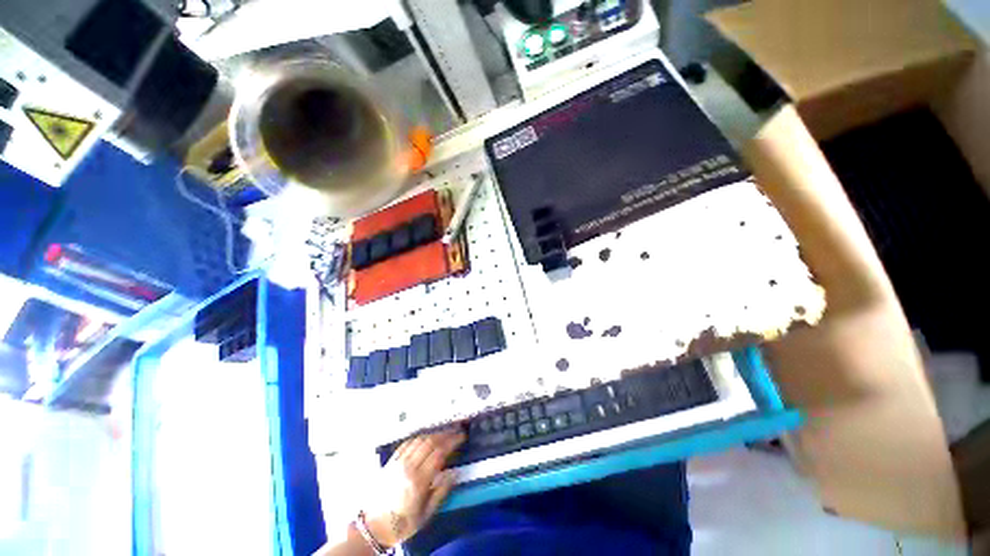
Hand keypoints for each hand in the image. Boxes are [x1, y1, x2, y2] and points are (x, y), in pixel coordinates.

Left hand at [363, 429, 464, 547]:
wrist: (372, 527)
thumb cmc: (401, 524)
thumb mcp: (425, 516)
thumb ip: (441, 492)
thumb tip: (454, 473)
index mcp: (418, 481)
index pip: (439, 453)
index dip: (452, 442)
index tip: (462, 437)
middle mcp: (408, 467)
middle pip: (430, 442)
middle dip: (446, 434)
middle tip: (456, 432)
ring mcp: (398, 462)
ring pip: (419, 439)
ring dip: (434, 434)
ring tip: (444, 433)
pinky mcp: (390, 461)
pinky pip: (407, 443)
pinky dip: (419, 437)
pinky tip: (425, 438)